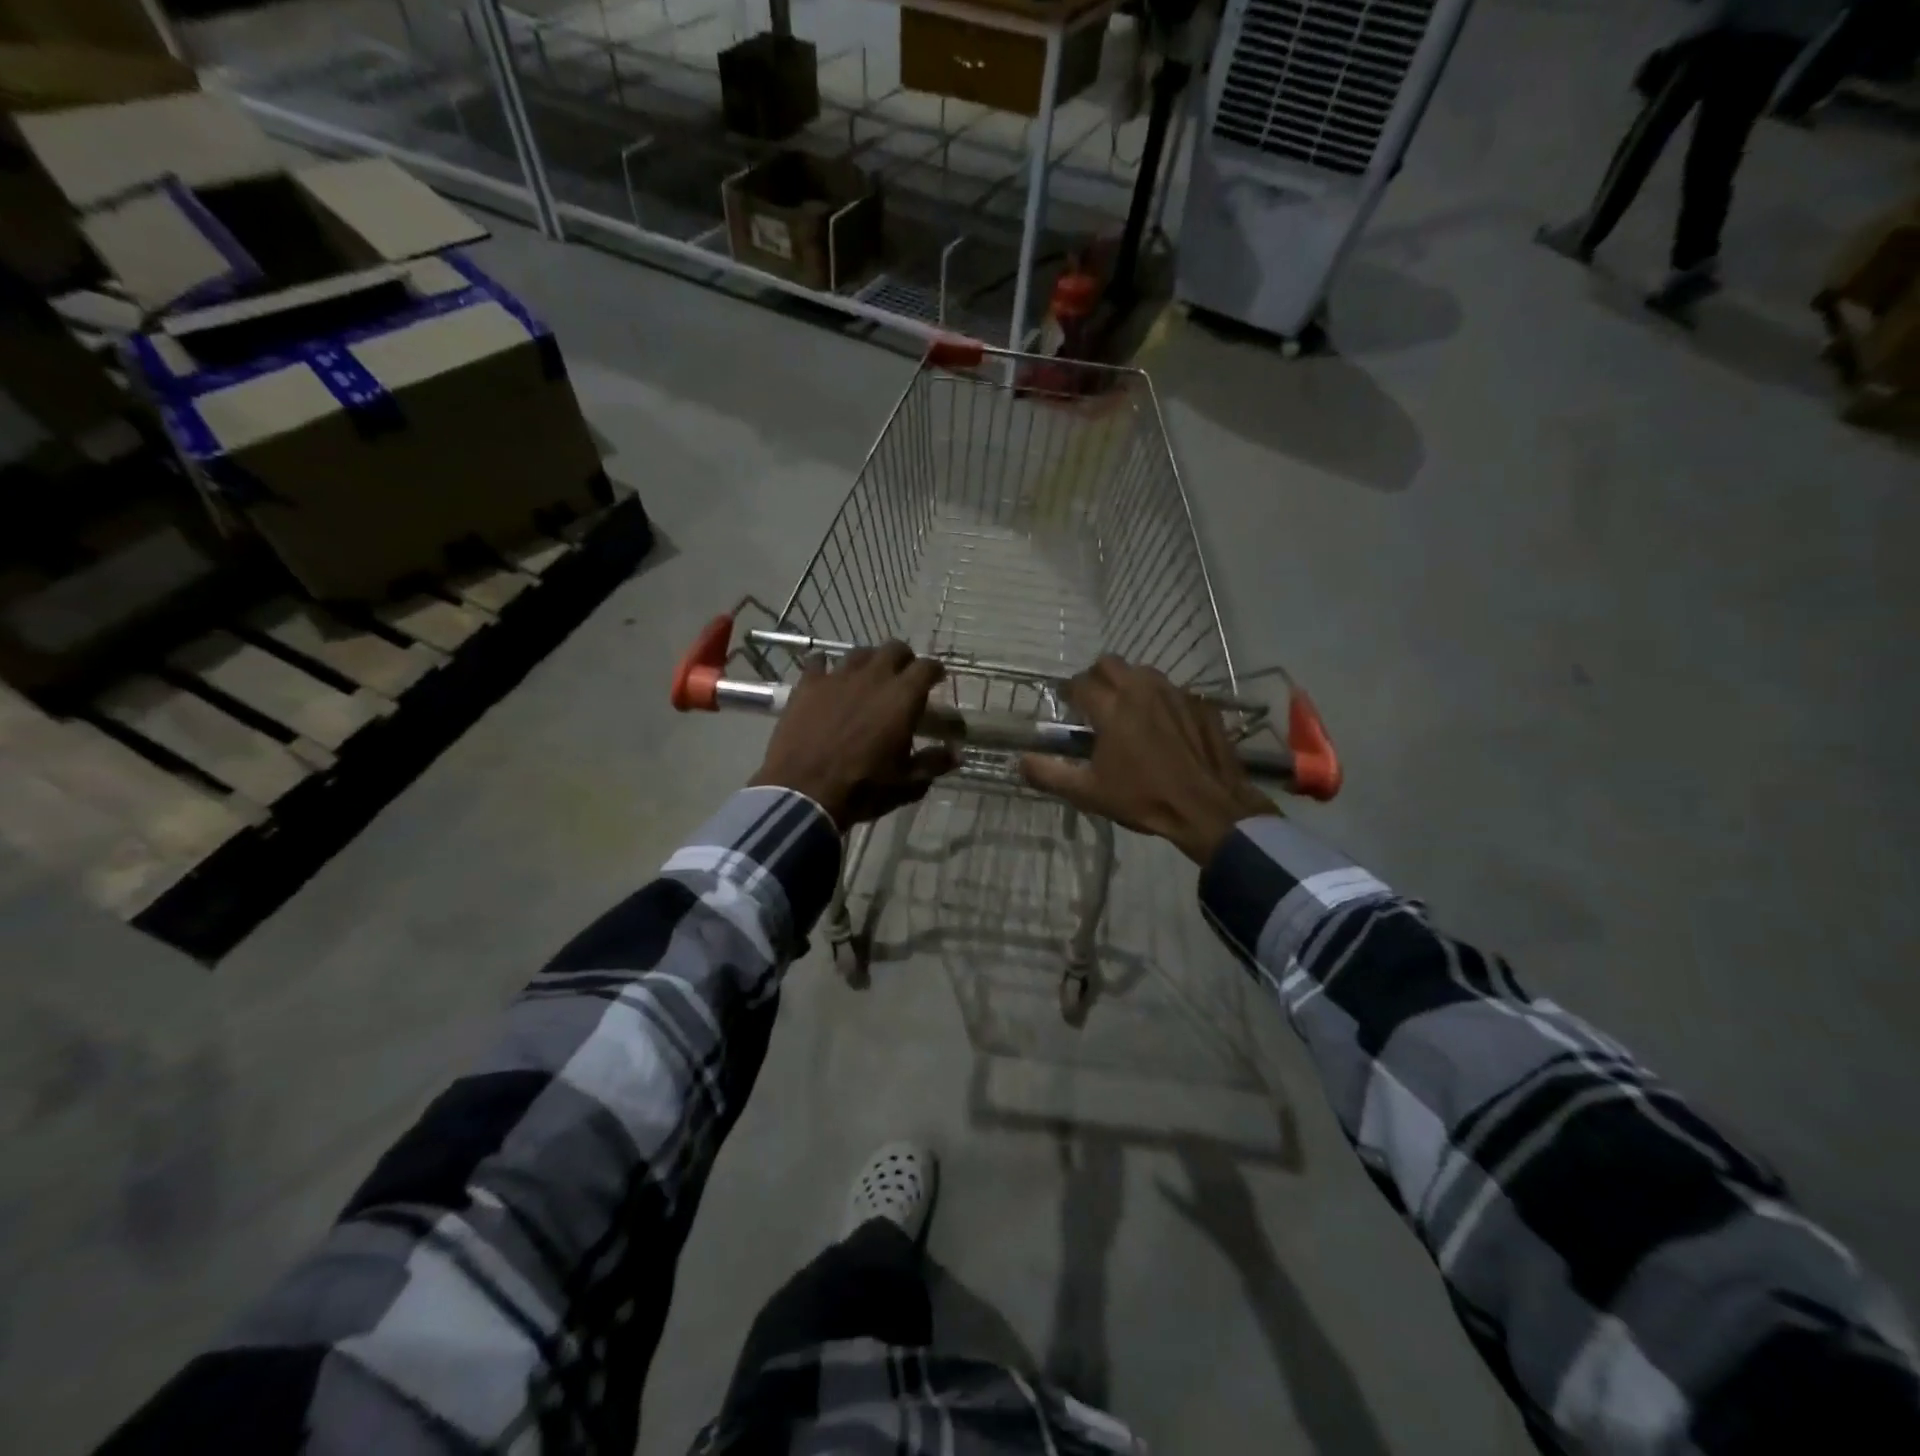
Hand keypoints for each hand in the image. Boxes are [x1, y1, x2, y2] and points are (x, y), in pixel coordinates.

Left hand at [750, 642, 955, 830]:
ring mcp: (837, 677)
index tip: (937, 679)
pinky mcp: (807, 685)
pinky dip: (824, 666)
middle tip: (904, 677)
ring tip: (867, 678)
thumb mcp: (907, 783)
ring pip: (859, 653)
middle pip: (894, 649)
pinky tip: (824, 676)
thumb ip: (933, 763)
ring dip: (868, 662)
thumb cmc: (863, 788)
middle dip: (904, 659)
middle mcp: (873, 677)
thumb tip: (956, 754)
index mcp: (903, 697)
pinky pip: (817, 662)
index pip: (927, 667)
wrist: (804, 793)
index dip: (935, 671)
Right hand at [1019, 656, 1275, 863]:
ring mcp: (1175, 693)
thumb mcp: (1088, 793)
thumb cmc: (1144, 799)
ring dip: (1129, 684)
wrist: (1208, 809)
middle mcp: (1142, 690)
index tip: (1067, 705)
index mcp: (1112, 707)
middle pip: (1110, 663)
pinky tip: (1163, 726)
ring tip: (1128, 711)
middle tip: (1094, 703)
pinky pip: (1173, 690)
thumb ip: (1049, 774)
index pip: (1080, 683)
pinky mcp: (1201, 704)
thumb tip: (1020, 761)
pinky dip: (1161, 701)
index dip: (1068, 692)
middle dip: (1096, 677)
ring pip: (1143, 672)